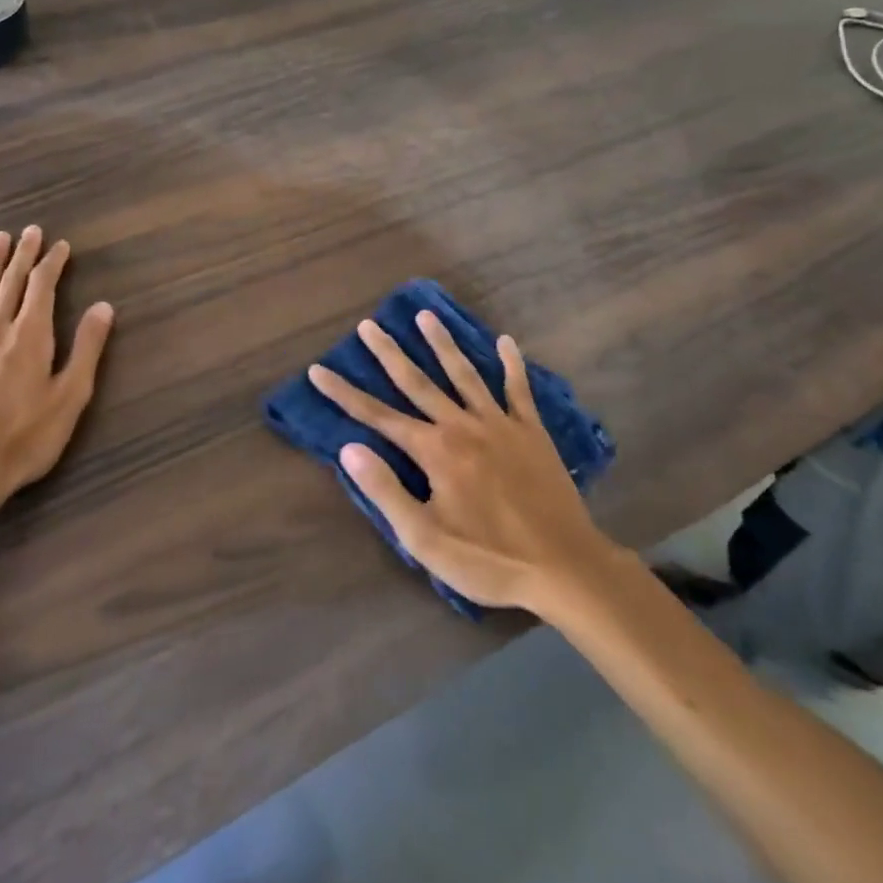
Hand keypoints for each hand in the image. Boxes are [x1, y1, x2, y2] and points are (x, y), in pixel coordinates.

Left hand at [0, 226, 114, 523]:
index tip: (60, 246)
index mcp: (30, 337)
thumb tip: (104, 306)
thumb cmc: (22, 440)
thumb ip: (86, 349)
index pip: (42, 288)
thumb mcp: (69, 398)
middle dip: (23, 255)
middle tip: (29, 231)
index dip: (52, 264)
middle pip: (11, 283)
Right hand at [309, 312, 608, 612]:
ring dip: (443, 344)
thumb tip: (349, 448)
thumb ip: (386, 491)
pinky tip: (506, 341)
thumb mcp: (425, 540)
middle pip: (418, 382)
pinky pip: (518, 390)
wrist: (564, 567)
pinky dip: (512, 365)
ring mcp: (499, 424)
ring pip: (464, 375)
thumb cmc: (488, 559)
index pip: (378, 416)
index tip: (318, 369)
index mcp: (434, 451)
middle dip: (389, 353)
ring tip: (425, 316)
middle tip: (369, 325)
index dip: (344, 393)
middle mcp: (462, 426)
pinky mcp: (531, 432)